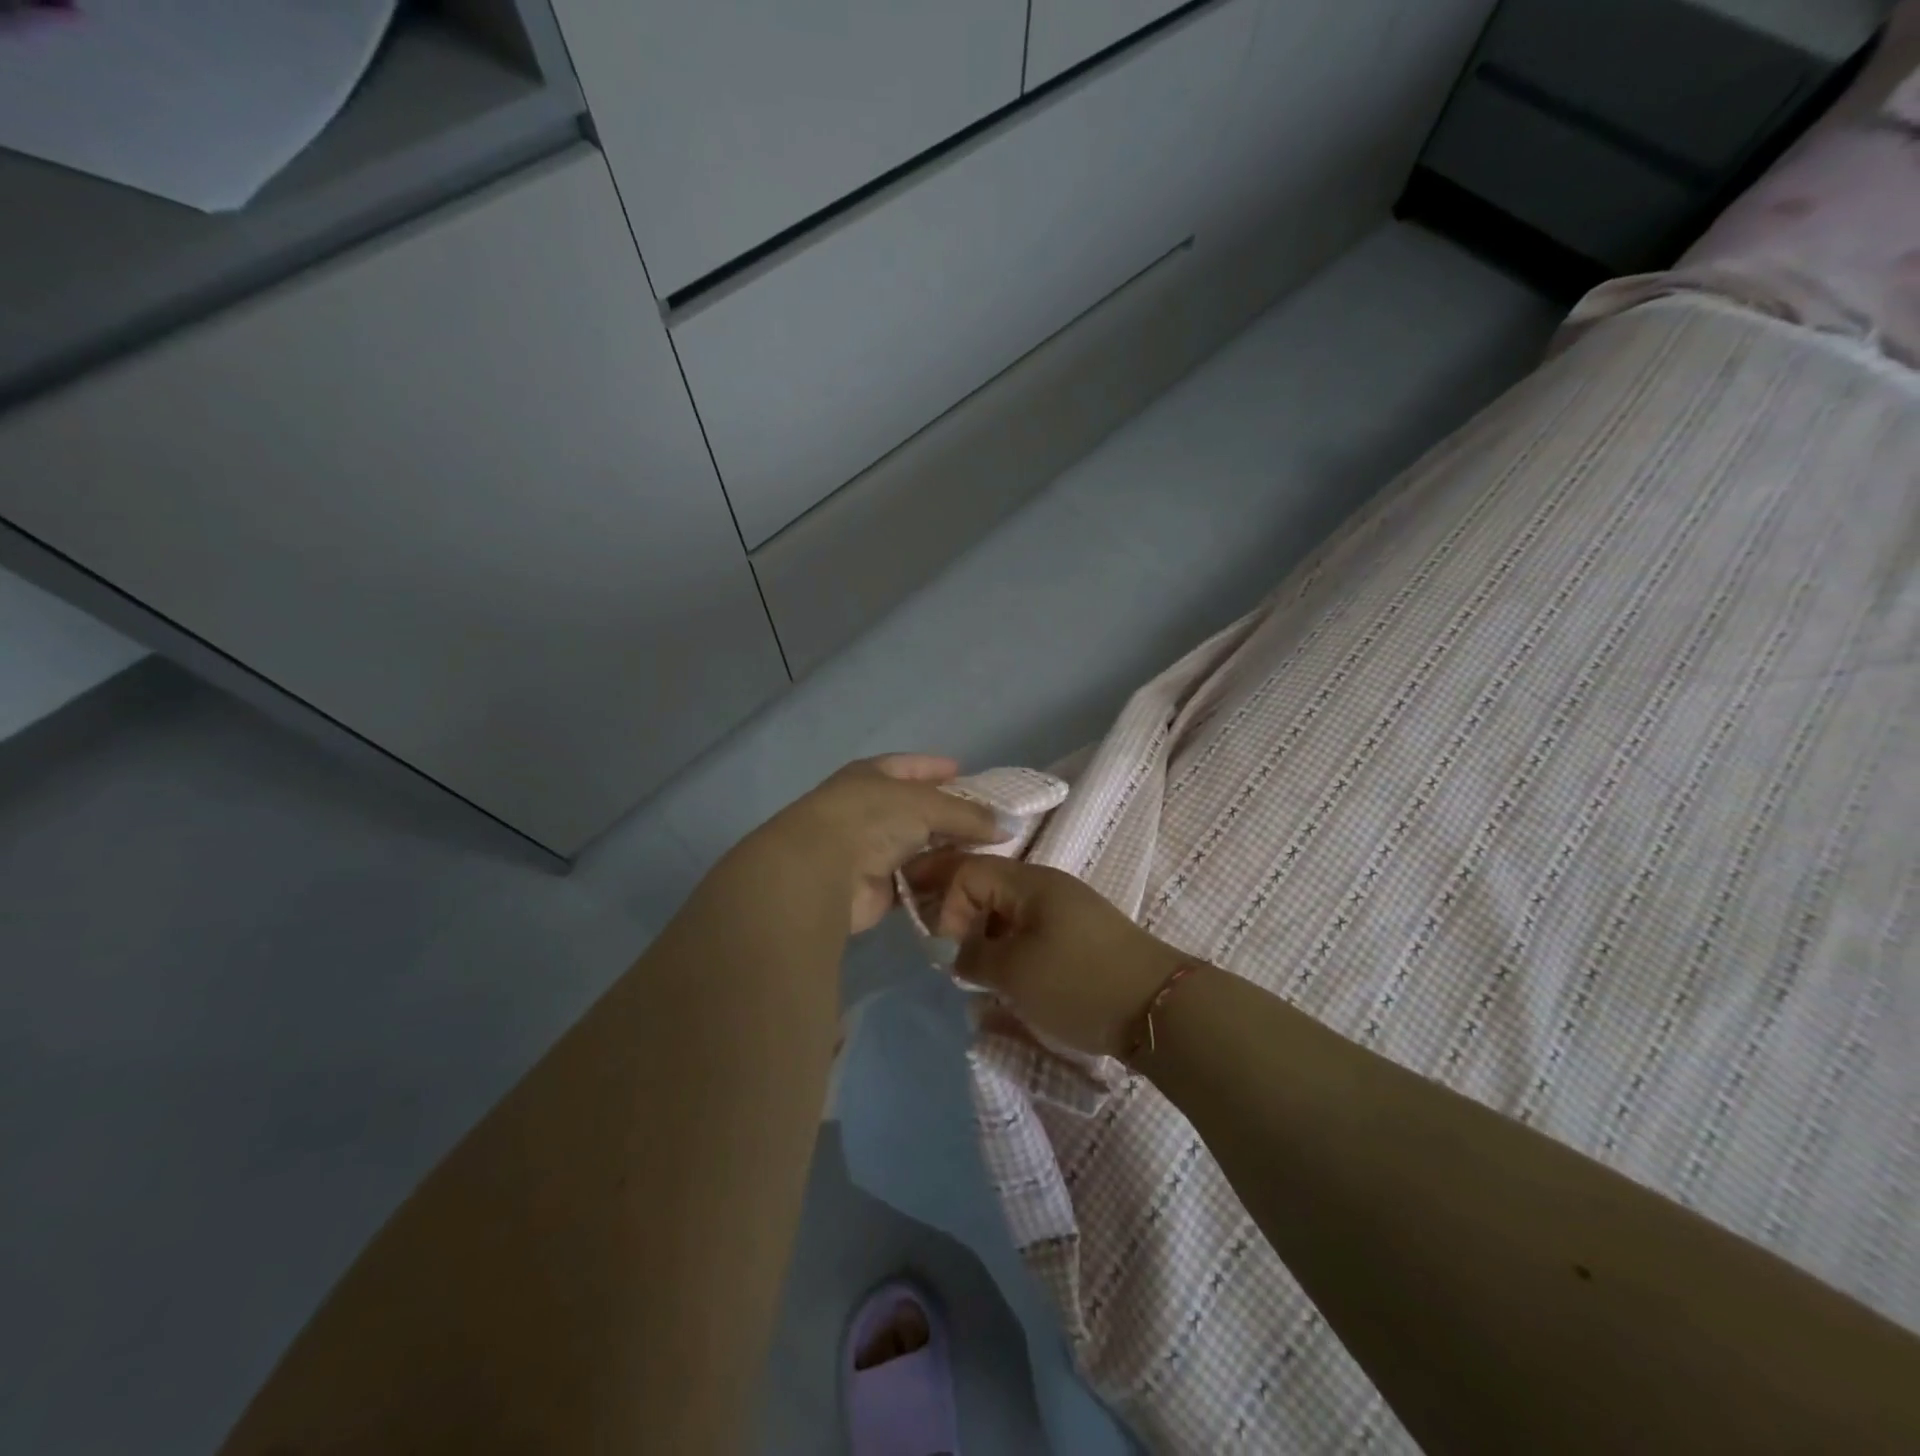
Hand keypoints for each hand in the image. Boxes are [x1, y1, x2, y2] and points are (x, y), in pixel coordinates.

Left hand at [759, 756, 1003, 932]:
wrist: (822, 871)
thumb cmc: (871, 818)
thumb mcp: (926, 804)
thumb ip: (968, 815)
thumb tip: (1008, 826)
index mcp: (872, 776)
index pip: (911, 767)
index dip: (937, 768)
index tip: (968, 773)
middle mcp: (871, 810)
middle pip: (919, 810)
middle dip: (952, 817)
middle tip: (993, 822)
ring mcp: (872, 850)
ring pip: (920, 848)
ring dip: (949, 853)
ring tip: (991, 855)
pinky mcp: (877, 888)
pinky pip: (917, 882)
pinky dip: (938, 883)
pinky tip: (968, 883)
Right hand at [901, 852, 1186, 1056]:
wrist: (1159, 1007)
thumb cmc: (1078, 982)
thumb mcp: (1014, 973)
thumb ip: (974, 957)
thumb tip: (960, 953)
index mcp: (1030, 881)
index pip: (968, 871)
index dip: (947, 905)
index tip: (948, 948)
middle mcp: (1047, 885)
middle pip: (988, 886)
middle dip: (961, 917)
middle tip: (948, 956)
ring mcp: (1067, 909)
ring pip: (1008, 911)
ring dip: (986, 937)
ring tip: (978, 975)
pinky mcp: (1080, 935)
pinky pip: (1030, 930)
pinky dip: (1011, 949)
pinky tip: (1009, 980)